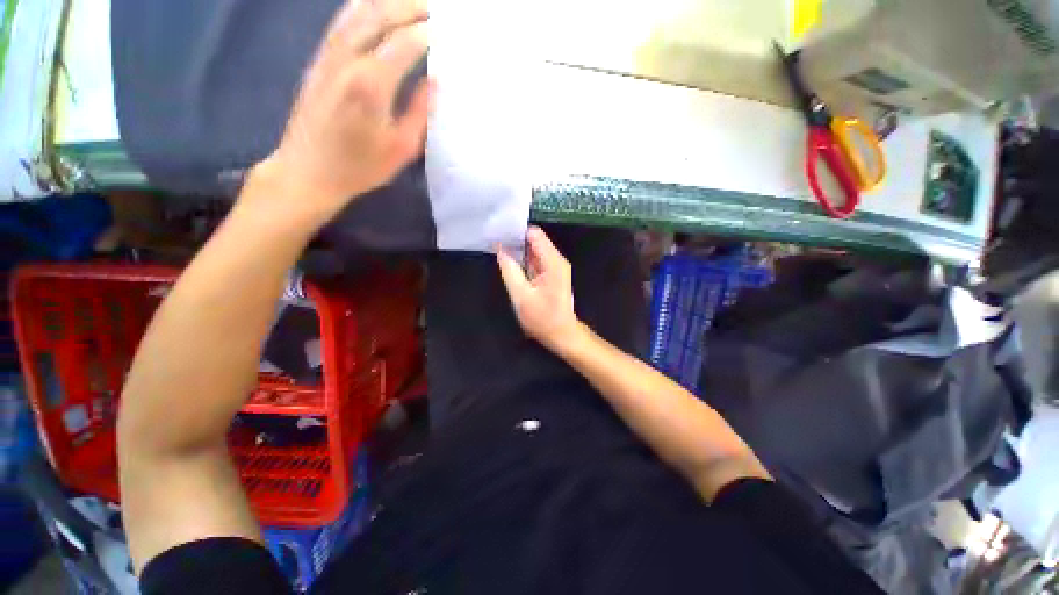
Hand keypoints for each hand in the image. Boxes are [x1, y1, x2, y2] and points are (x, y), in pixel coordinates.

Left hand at [255, 0, 432, 226]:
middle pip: (380, 14)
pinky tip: (375, 8)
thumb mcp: (401, 148)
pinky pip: (342, 22)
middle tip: (433, 8)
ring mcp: (329, 56)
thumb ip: (420, 112)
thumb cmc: (361, 166)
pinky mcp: (319, 60)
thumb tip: (434, 81)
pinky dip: (362, 8)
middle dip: (409, 6)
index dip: (428, 33)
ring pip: (357, 11)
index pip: (406, 43)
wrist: (308, 170)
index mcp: (372, 83)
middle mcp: (348, 59)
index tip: (447, 32)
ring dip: (386, 1)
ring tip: (410, 3)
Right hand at [497, 227, 580, 350]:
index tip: (498, 231)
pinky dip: (523, 260)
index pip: (534, 234)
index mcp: (553, 262)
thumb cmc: (542, 318)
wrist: (561, 335)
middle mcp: (556, 260)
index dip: (516, 231)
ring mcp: (555, 267)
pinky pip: (536, 261)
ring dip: (518, 250)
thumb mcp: (521, 295)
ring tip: (498, 247)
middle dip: (515, 240)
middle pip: (535, 240)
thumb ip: (509, 270)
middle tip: (494, 239)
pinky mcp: (552, 275)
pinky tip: (509, 260)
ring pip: (534, 250)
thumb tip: (500, 249)